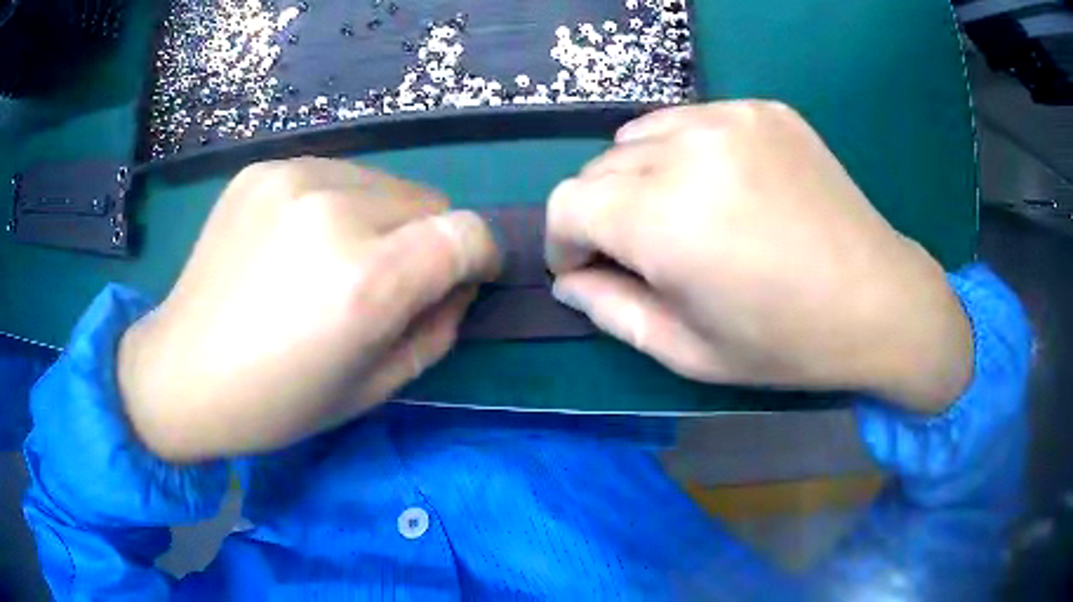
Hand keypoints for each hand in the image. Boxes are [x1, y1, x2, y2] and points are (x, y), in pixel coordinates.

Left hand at [118, 158, 498, 460]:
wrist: (181, 372)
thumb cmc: (276, 402)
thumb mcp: (373, 389)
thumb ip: (436, 331)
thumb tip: (459, 284)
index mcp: (364, 283)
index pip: (466, 233)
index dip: (480, 254)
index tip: (467, 276)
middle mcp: (333, 213)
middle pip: (428, 201)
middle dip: (425, 241)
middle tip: (385, 282)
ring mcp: (292, 179)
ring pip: (384, 182)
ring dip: (381, 219)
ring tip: (334, 260)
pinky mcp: (262, 169)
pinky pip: (334, 174)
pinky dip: (336, 205)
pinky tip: (296, 242)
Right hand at [545, 101, 972, 412]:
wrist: (878, 301)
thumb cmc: (786, 342)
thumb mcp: (687, 352)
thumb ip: (611, 311)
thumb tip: (569, 280)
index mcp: (665, 219)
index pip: (567, 203)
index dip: (565, 240)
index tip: (587, 267)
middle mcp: (690, 151)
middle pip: (600, 168)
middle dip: (602, 213)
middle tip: (642, 252)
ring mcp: (732, 119)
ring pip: (640, 137)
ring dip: (640, 177)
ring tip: (681, 214)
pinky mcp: (763, 110)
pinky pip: (691, 120)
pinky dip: (683, 152)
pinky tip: (721, 186)